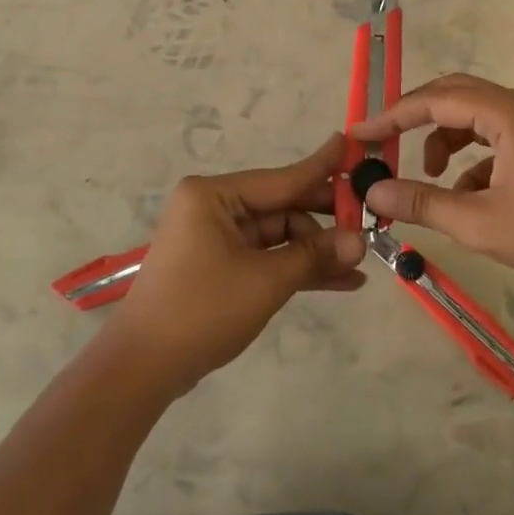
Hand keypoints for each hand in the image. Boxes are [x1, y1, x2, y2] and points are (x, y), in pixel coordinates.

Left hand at [101, 134, 366, 396]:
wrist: (143, 368)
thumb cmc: (202, 311)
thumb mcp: (266, 280)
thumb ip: (314, 255)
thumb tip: (360, 241)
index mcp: (215, 195)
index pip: (283, 178)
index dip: (323, 168)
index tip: (353, 146)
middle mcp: (214, 207)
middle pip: (283, 206)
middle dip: (325, 222)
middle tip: (370, 225)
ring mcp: (216, 237)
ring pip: (279, 235)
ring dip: (315, 251)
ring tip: (359, 265)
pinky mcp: (219, 265)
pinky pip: (267, 257)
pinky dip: (296, 268)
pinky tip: (339, 281)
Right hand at [349, 74, 513, 284]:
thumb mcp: (478, 221)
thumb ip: (422, 203)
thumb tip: (373, 192)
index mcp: (503, 112)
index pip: (433, 100)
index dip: (391, 116)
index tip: (359, 134)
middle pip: (453, 95)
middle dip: (416, 119)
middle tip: (385, 142)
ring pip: (473, 117)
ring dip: (444, 140)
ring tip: (430, 178)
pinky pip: (493, 138)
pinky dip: (471, 159)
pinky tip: (468, 196)